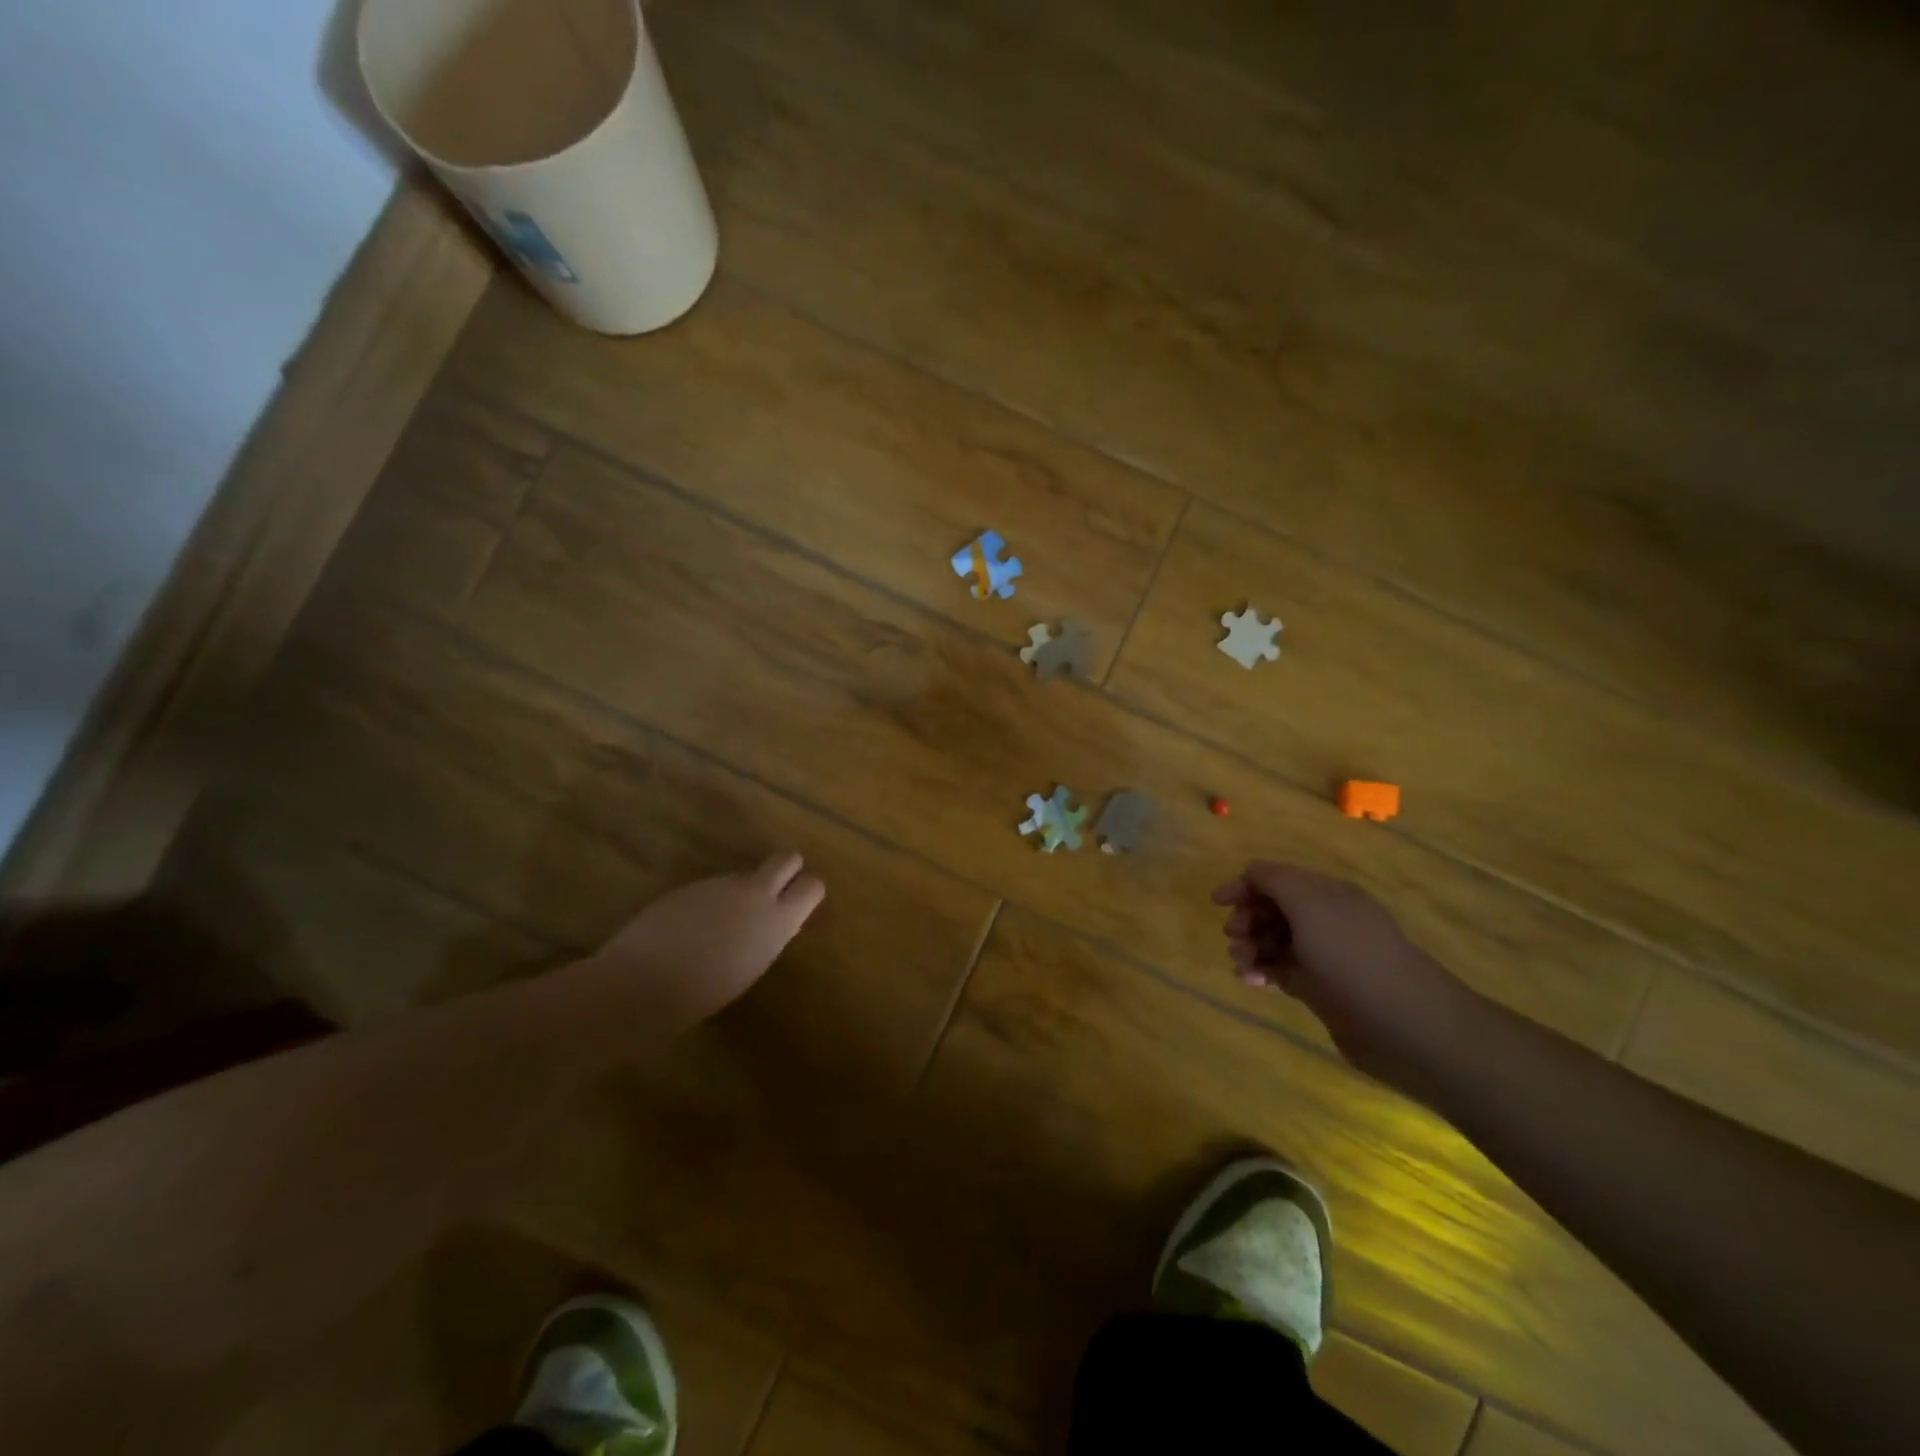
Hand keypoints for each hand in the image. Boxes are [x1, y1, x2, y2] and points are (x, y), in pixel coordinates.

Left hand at [579, 852, 825, 1036]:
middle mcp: (754, 893)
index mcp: (777, 920)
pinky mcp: (689, 885)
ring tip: (719, 926)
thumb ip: (766, 936)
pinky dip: (708, 902)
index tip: (798, 904)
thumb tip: (768, 924)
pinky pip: (712, 888)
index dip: (806, 891)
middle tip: (774, 892)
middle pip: (786, 859)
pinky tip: (689, 930)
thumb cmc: (703, 993)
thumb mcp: (751, 966)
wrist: (643, 983)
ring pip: (743, 876)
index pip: (812, 886)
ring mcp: (720, 884)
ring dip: (739, 891)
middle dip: (786, 869)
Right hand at [1213, 861, 1474, 1090]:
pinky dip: (1262, 971)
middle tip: (1235, 937)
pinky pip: (1282, 970)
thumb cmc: (1350, 956)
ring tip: (1242, 964)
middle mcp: (1325, 919)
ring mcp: (1324, 955)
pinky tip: (1252, 981)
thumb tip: (1249, 875)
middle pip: (1273, 908)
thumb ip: (1274, 880)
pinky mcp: (1322, 988)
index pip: (1277, 878)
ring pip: (1274, 941)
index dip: (1245, 885)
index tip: (1218, 904)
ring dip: (1251, 946)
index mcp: (1326, 893)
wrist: (1404, 1024)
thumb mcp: (1308, 904)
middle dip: (1247, 918)